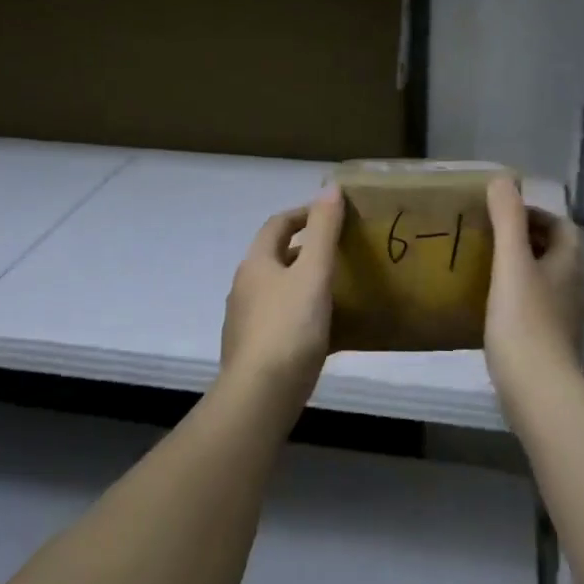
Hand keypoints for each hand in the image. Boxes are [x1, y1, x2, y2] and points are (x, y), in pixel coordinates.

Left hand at [219, 186, 345, 414]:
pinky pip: (280, 320)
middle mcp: (244, 287)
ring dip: (302, 282)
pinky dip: (301, 314)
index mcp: (256, 264)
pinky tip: (323, 330)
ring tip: (336, 288)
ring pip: (277, 290)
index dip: (303, 214)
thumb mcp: (313, 274)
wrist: (260, 395)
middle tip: (340, 251)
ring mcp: (245, 321)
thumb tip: (330, 187)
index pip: (277, 225)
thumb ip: (324, 231)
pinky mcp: (252, 350)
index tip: (331, 214)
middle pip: (275, 257)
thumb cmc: (289, 328)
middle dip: (305, 249)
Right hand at [484, 177, 583, 393]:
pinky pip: (536, 304)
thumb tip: (502, 178)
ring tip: (488, 266)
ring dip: (523, 267)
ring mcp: (565, 315)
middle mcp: (574, 285)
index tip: (502, 216)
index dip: (534, 215)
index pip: (561, 226)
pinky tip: (492, 303)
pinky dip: (518, 294)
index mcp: (570, 262)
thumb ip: (507, 219)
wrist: (537, 388)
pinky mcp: (551, 340)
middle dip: (528, 239)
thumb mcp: (511, 262)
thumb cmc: (524, 320)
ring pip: (546, 278)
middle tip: (491, 237)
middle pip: (556, 251)